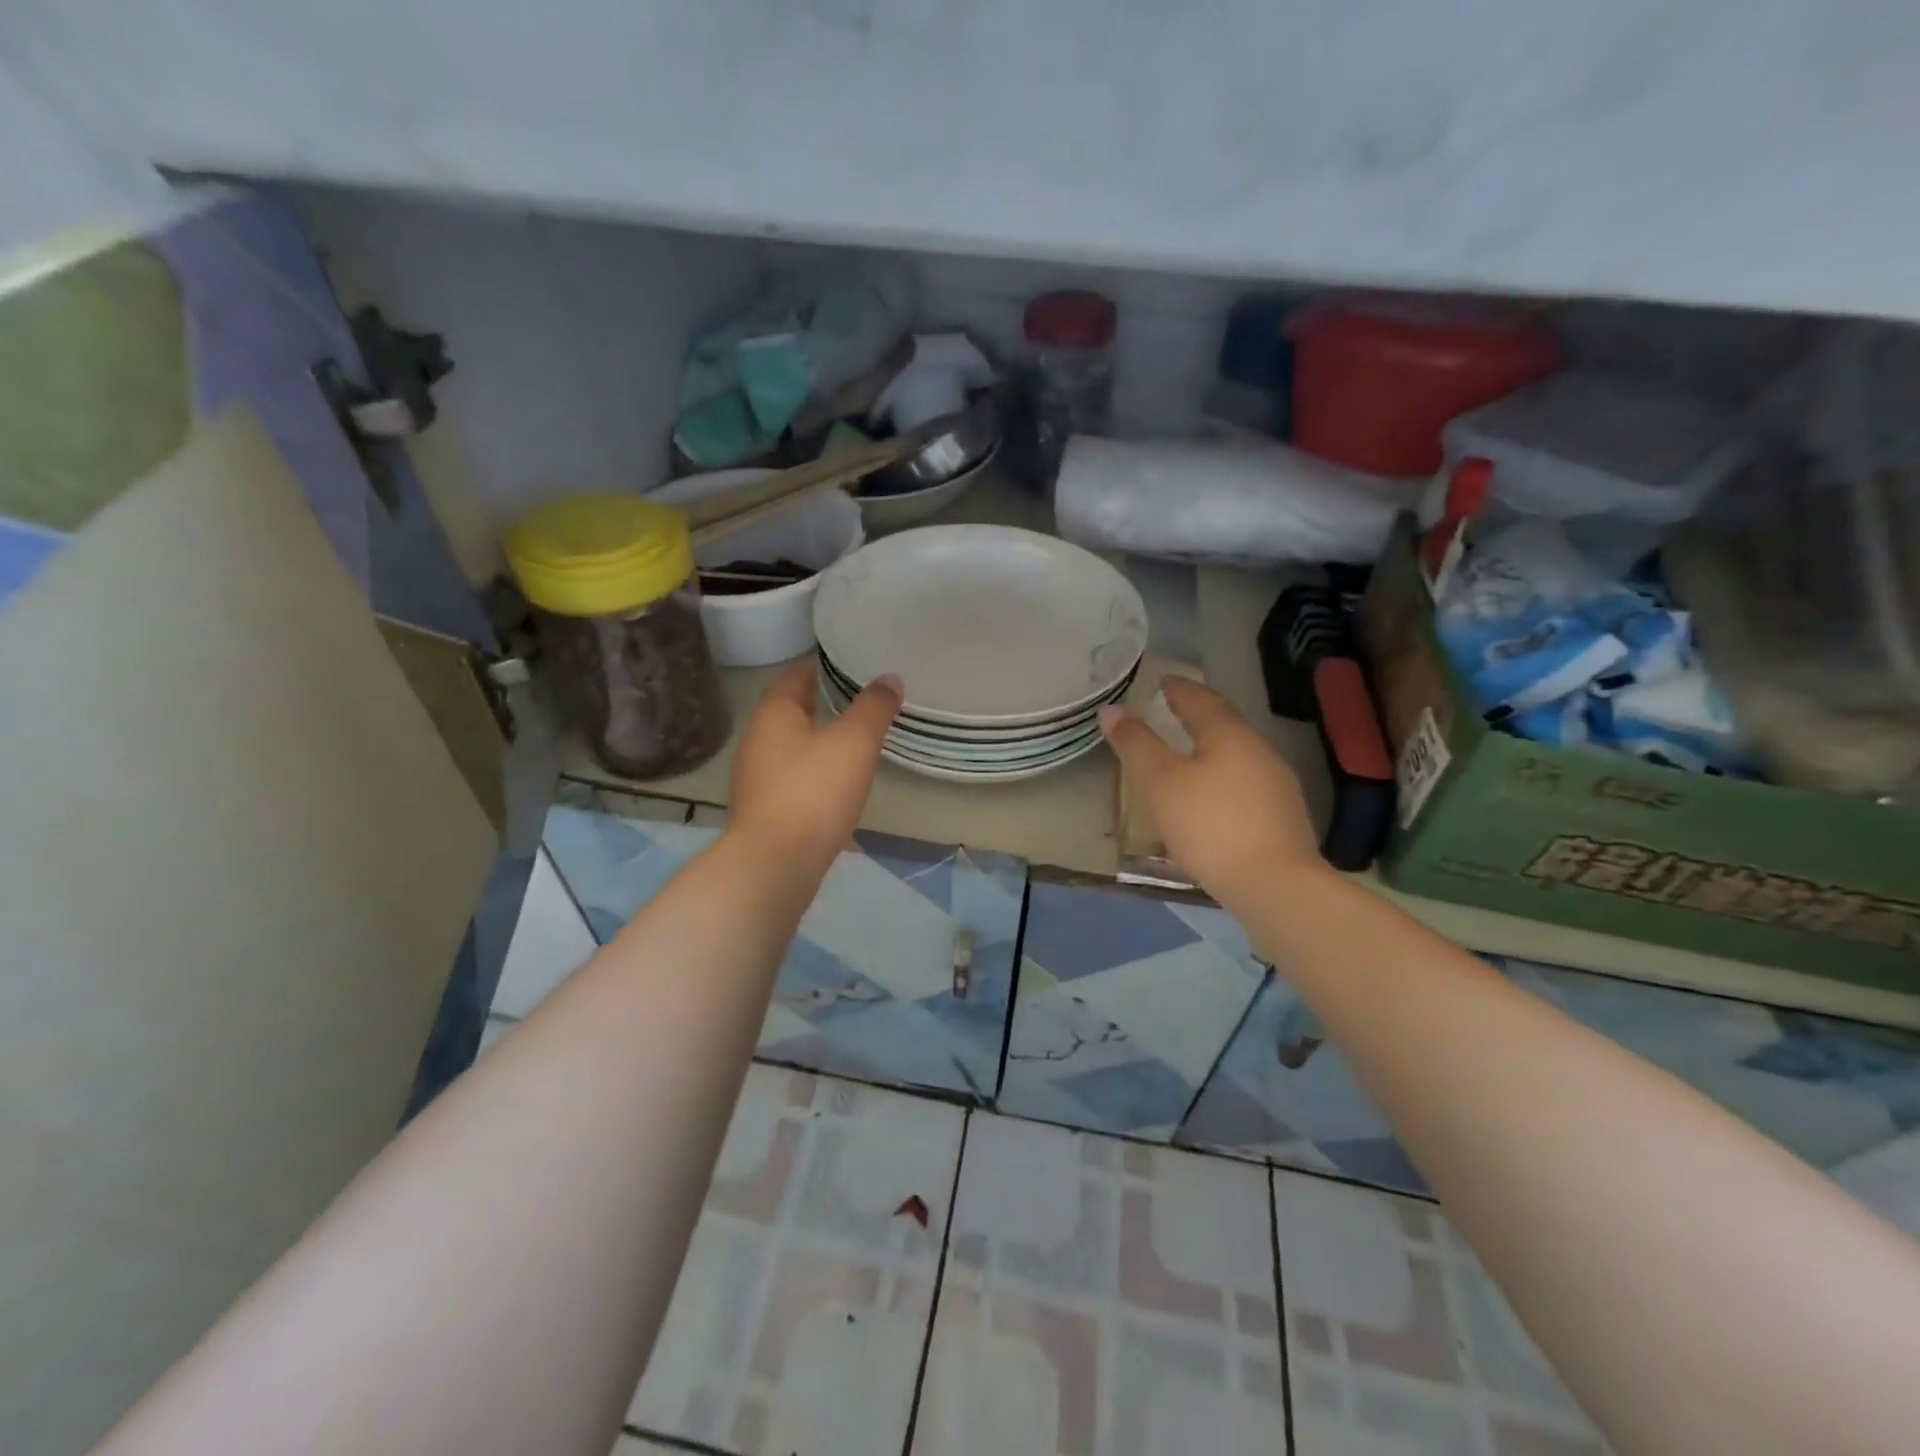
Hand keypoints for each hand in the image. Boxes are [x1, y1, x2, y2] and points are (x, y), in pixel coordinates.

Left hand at [729, 659, 901, 870]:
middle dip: (819, 703)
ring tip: (852, 741)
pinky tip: (836, 786)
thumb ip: (874, 708)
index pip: (794, 676)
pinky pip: (792, 780)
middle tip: (857, 699)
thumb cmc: (814, 792)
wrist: (775, 865)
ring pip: (791, 748)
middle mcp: (757, 741)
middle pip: (790, 712)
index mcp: (773, 715)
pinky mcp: (764, 812)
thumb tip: (889, 679)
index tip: (846, 663)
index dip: (819, 667)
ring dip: (817, 741)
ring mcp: (756, 779)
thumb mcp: (854, 742)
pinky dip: (813, 774)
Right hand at [1099, 679, 1325, 904]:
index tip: (1163, 682)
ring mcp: (1276, 784)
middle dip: (1197, 715)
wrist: (1274, 886)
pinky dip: (1223, 778)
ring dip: (1210, 748)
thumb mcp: (1160, 783)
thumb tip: (1112, 710)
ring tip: (1186, 754)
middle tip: (1171, 711)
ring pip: (1236, 754)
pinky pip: (1245, 783)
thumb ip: (1136, 744)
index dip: (1178, 689)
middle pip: (1223, 724)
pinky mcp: (1282, 816)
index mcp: (1228, 734)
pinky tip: (1211, 797)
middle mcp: (1258, 750)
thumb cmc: (1209, 825)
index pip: (1200, 699)